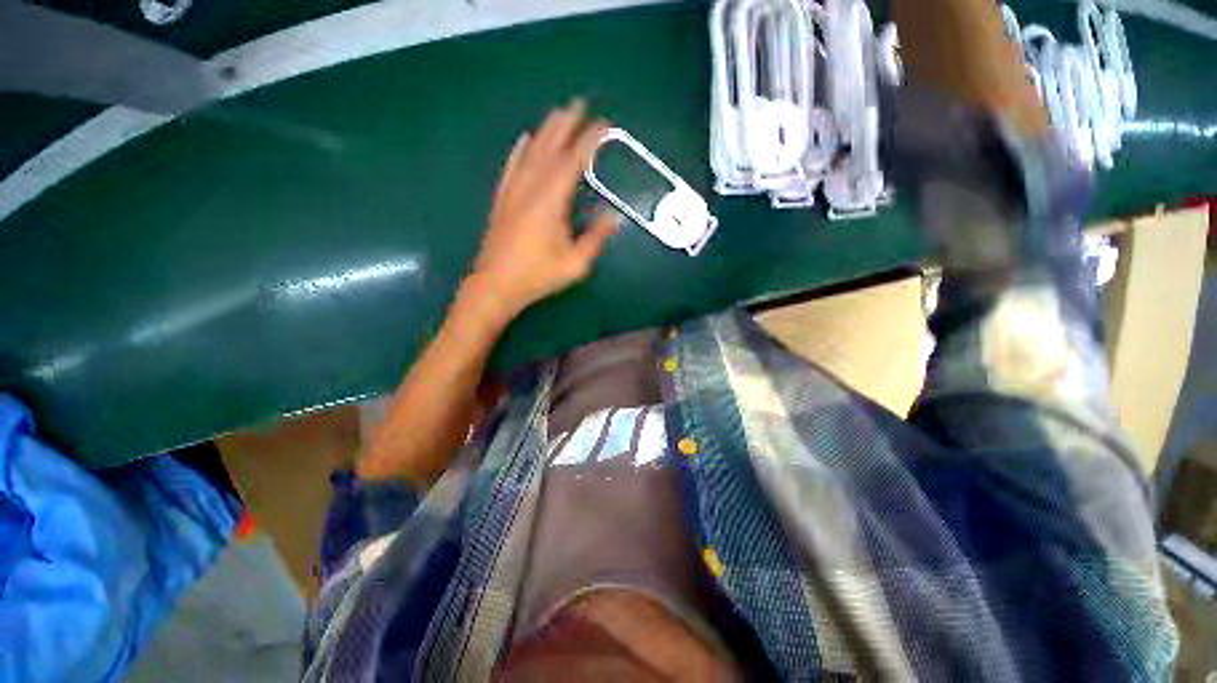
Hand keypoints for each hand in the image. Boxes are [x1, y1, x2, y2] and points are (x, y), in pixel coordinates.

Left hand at [471, 99, 618, 318]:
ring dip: (545, 131)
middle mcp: (530, 188)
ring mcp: (512, 191)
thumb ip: (595, 238)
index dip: (588, 141)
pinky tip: (524, 139)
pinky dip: (519, 150)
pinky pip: (511, 166)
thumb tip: (613, 217)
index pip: (572, 162)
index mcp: (550, 201)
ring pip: (530, 152)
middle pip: (549, 148)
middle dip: (565, 124)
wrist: (495, 285)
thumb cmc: (537, 276)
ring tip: (558, 113)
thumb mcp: (575, 264)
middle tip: (579, 104)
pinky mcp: (502, 199)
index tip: (603, 125)